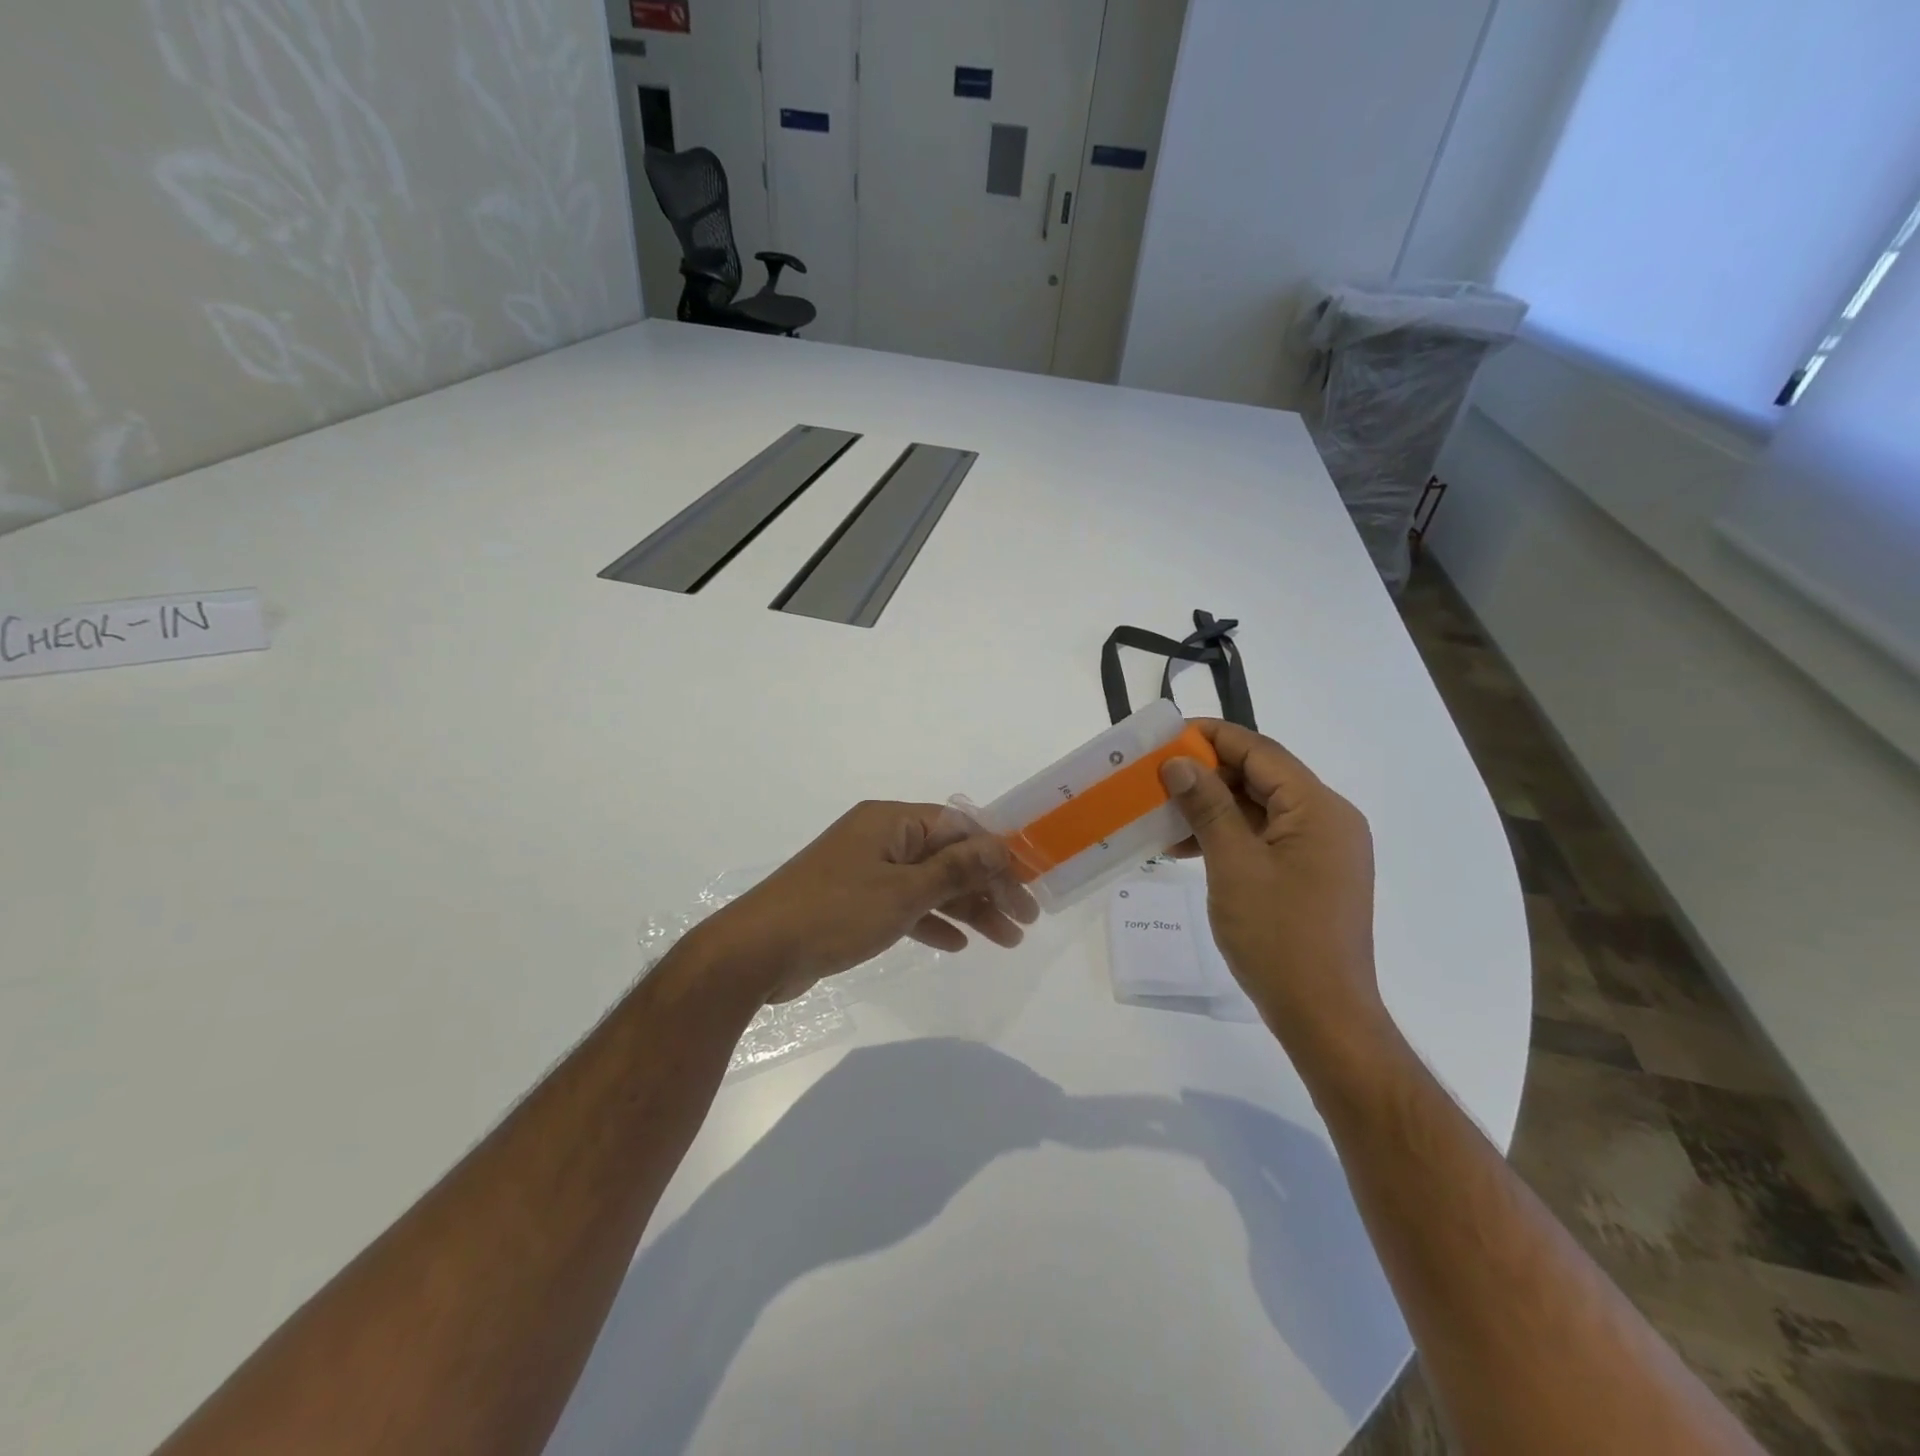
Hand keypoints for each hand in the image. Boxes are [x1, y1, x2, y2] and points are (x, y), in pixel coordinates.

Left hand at [691, 802, 1039, 1004]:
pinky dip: (931, 921)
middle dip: (987, 887)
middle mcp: (881, 838)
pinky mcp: (854, 902)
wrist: (756, 952)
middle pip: (948, 856)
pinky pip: (904, 905)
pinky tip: (956, 944)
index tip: (1029, 884)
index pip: (959, 828)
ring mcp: (866, 870)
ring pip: (929, 884)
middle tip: (1025, 922)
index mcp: (891, 821)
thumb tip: (999, 848)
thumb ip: (954, 870)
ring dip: (966, 908)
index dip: (997, 854)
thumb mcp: (903, 892)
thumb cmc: (835, 913)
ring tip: (1004, 940)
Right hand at [1160, 721, 1385, 1048]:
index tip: (1165, 738)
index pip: (1260, 751)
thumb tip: (1179, 763)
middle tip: (1156, 778)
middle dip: (1207, 774)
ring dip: (1213, 807)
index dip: (1211, 737)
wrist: (1323, 1015)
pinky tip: (1186, 848)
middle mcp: (1328, 819)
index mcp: (1319, 808)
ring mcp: (1322, 849)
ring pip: (1260, 808)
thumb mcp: (1234, 864)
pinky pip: (1265, 838)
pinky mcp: (1311, 873)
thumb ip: (1208, 806)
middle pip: (1261, 776)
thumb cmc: (1278, 936)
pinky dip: (1228, 835)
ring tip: (1163, 815)